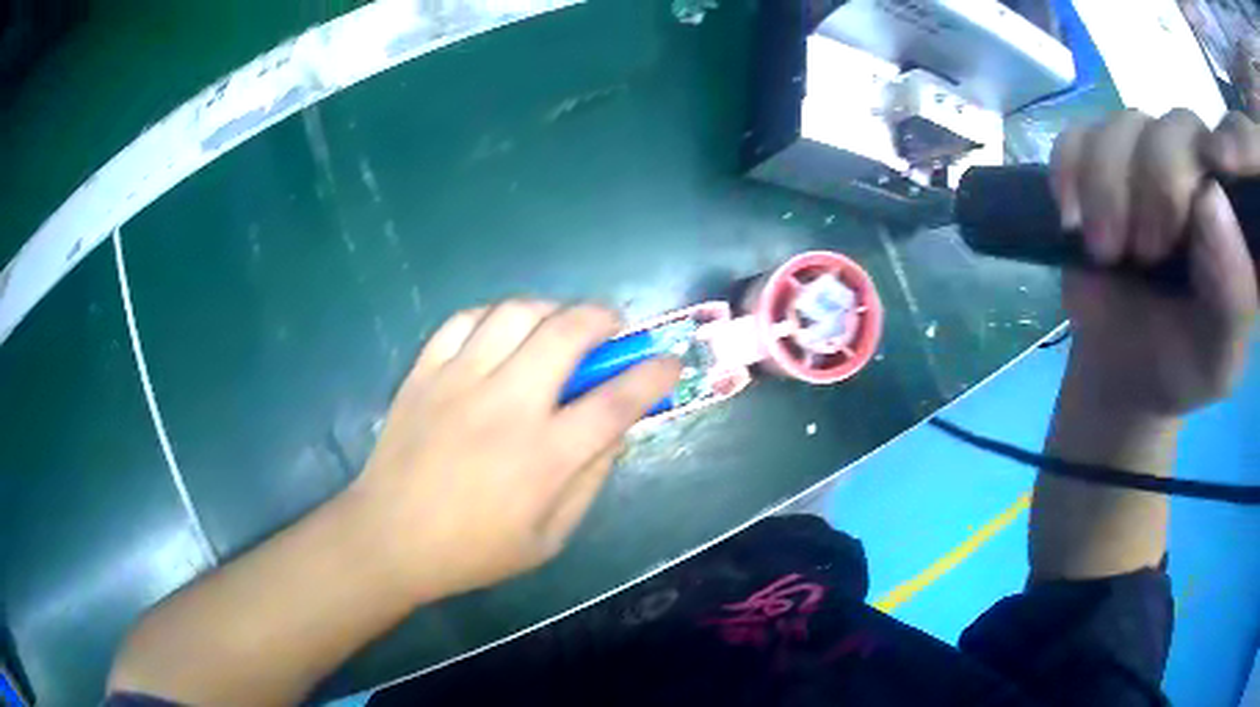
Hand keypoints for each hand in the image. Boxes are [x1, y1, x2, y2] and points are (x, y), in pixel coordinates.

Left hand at [350, 300, 680, 597]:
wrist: (390, 538)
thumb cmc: (474, 550)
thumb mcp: (549, 538)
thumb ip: (590, 480)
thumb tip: (617, 429)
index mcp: (544, 457)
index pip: (616, 401)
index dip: (653, 374)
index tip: (669, 361)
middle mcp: (506, 406)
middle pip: (567, 333)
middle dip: (602, 318)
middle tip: (610, 329)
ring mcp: (459, 382)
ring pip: (516, 313)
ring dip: (550, 310)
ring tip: (557, 326)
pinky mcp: (424, 373)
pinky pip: (465, 320)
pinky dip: (494, 316)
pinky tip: (502, 333)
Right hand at [1050, 109, 1258, 416]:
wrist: (1123, 367)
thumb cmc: (1182, 364)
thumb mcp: (1220, 356)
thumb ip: (1233, 294)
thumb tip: (1211, 199)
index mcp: (1238, 215)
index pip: (1239, 150)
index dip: (1231, 148)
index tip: (1213, 179)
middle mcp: (1201, 168)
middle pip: (1182, 126)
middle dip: (1160, 183)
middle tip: (1147, 250)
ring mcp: (1151, 154)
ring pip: (1128, 122)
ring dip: (1108, 186)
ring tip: (1106, 249)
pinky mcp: (1103, 155)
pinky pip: (1080, 133)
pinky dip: (1070, 172)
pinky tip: (1072, 216)